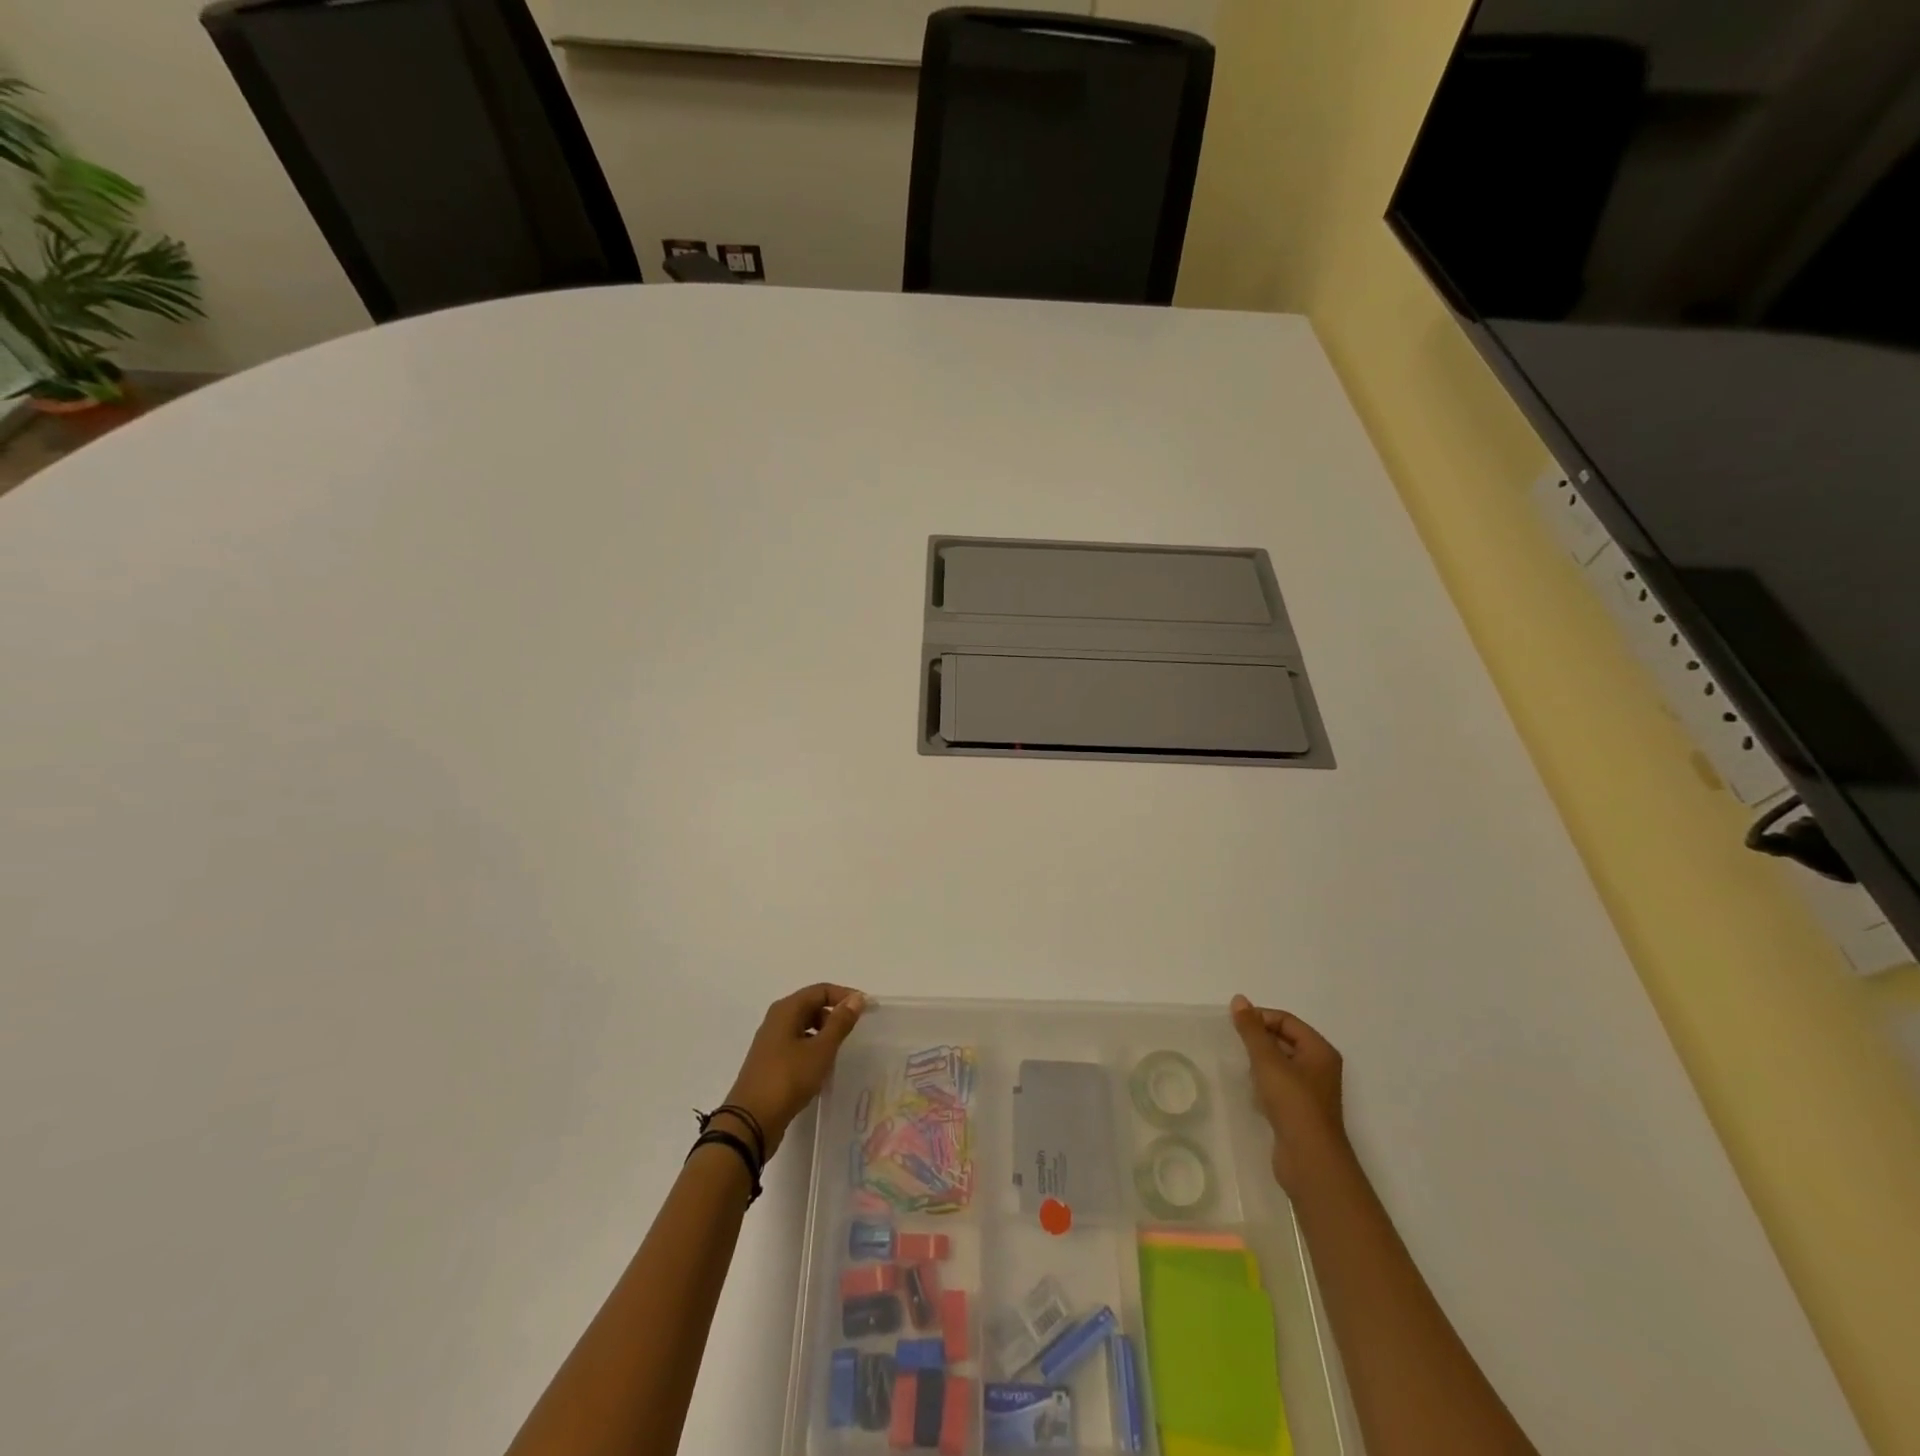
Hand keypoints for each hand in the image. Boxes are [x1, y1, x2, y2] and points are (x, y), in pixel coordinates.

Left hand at [718, 984, 866, 1160]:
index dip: (845, 996)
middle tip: (854, 1032)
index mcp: (786, 1010)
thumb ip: (840, 1023)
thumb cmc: (788, 1079)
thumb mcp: (820, 1050)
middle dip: (834, 1015)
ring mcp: (771, 1042)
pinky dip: (813, 1050)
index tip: (867, 1009)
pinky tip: (822, 1069)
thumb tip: (856, 998)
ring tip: (840, 1052)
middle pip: (811, 1006)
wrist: (751, 1122)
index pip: (821, 990)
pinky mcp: (770, 1063)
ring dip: (824, 1035)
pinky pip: (797, 1046)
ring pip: (804, 1028)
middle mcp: (776, 1020)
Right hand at [1230, 995, 1349, 1193]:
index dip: (1260, 1018)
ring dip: (1259, 1062)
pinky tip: (1249, 1091)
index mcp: (1319, 1050)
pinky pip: (1279, 1085)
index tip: (1234, 1026)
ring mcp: (1311, 1091)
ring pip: (1280, 1064)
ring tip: (1240, 1066)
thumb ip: (1252, 1030)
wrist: (1309, 1160)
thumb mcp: (1268, 1061)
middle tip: (1234, 1044)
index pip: (1286, 1020)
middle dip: (1258, 1040)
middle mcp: (1319, 1067)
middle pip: (1284, 1040)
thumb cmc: (1292, 1103)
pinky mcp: (1300, 1111)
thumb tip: (1239, 999)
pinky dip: (1263, 1083)